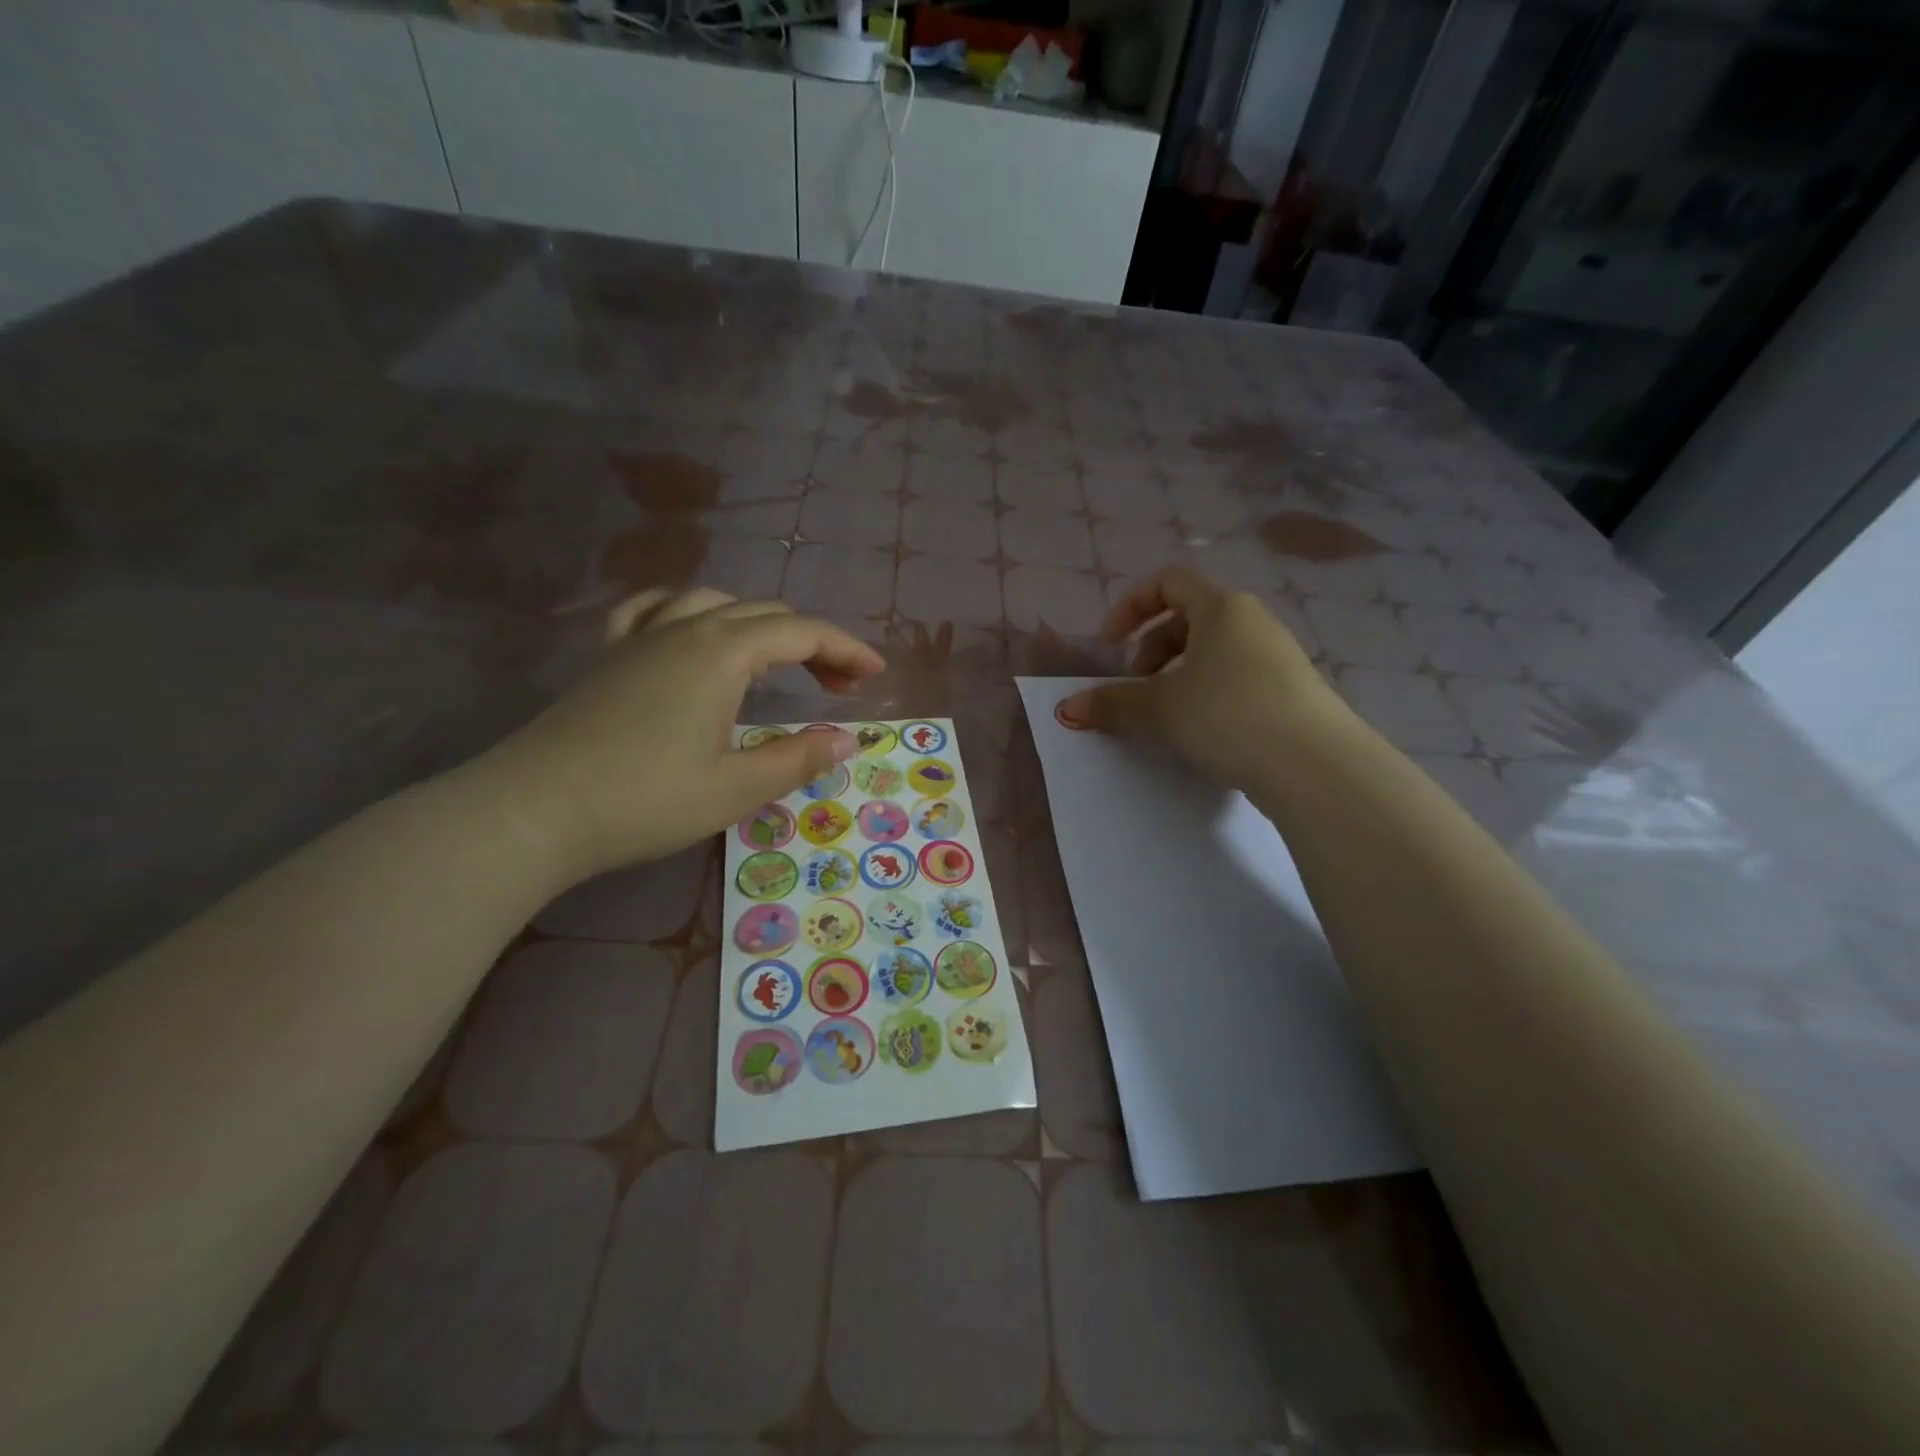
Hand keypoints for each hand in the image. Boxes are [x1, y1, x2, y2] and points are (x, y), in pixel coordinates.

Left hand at [473, 588, 884, 879]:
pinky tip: (689, 629)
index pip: (802, 633)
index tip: (876, 674)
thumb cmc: (645, 800)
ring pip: (713, 603)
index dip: (846, 649)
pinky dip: (687, 612)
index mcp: (722, 653)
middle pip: (764, 614)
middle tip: (837, 686)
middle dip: (811, 642)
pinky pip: (652, 610)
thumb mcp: (735, 787)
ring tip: (775, 659)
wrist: (533, 812)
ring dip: (757, 625)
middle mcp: (685, 629)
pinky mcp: (609, 657)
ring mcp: (641, 638)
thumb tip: (849, 738)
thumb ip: (798, 757)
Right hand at [1055, 566, 1342, 790]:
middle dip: (1152, 648)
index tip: (1110, 646)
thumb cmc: (1228, 715)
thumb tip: (1067, 709)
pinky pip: (1236, 677)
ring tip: (1167, 714)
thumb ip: (1112, 704)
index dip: (1130, 608)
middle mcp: (1252, 621)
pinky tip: (1204, 732)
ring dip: (1178, 674)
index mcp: (1221, 608)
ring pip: (1213, 651)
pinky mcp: (1290, 690)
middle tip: (1137, 686)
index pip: (1167, 582)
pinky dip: (1208, 693)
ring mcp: (1277, 656)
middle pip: (1189, 617)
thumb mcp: (1161, 709)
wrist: (1314, 764)